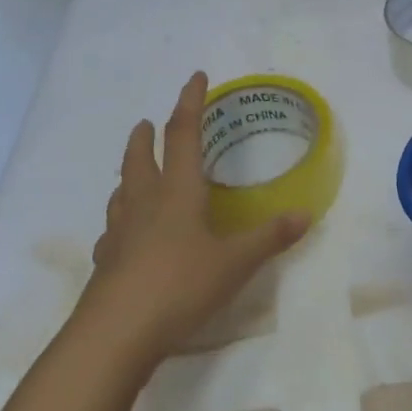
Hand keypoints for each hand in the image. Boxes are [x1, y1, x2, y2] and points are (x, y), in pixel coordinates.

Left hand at [77, 71, 310, 373]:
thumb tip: (306, 214)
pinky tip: (123, 234)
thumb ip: (270, 238)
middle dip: (147, 136)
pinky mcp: (105, 260)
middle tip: (149, 123)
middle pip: (141, 157)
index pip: (184, 134)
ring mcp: (119, 232)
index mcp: (177, 191)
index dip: (190, 103)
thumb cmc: (180, 285)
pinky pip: (113, 229)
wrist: (116, 333)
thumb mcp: (235, 263)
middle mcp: (144, 202)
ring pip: (122, 190)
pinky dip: (120, 219)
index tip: (195, 77)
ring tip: (135, 171)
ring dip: (129, 172)